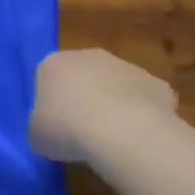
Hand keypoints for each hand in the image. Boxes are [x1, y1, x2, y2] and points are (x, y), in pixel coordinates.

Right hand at [28, 49, 178, 162]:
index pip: (48, 78)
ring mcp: (127, 67)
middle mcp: (89, 56)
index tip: (55, 124)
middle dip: (84, 97)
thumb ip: (42, 125)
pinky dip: (143, 116)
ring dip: (114, 105)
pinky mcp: (158, 84)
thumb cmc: (66, 128)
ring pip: (116, 86)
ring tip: (112, 138)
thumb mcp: (36, 133)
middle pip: (84, 76)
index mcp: (53, 64)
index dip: (51, 103)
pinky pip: (145, 101)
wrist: (122, 132)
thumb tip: (53, 130)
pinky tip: (139, 137)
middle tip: (82, 129)